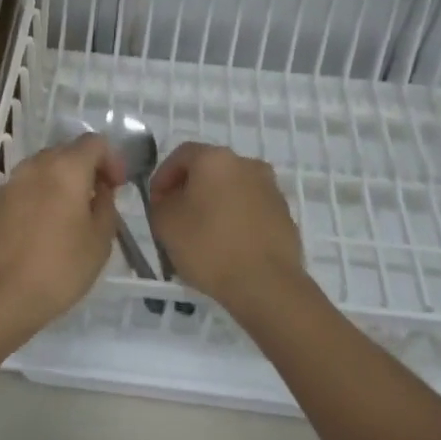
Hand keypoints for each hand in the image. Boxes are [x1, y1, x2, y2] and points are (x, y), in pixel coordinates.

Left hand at [0, 133, 124, 334]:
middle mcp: (35, 166)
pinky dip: (42, 194)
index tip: (117, 187)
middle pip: (67, 151)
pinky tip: (47, 226)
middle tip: (99, 199)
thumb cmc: (60, 268)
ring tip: (73, 214)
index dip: (112, 160)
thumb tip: (100, 190)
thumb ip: (106, 206)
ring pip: (44, 168)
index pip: (94, 142)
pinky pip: (27, 186)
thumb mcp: (100, 241)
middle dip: (87, 168)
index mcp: (65, 168)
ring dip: (63, 181)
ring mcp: (11, 182)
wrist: (1, 296)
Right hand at [149, 142, 305, 304]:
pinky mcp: (284, 215)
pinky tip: (226, 247)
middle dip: (189, 190)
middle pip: (209, 171)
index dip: (163, 176)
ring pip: (231, 190)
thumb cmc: (208, 246)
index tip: (156, 203)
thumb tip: (171, 199)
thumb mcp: (165, 223)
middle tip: (175, 217)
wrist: (266, 284)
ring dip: (214, 205)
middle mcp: (247, 164)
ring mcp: (270, 189)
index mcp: (216, 159)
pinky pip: (250, 210)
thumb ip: (161, 202)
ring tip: (201, 236)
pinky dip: (235, 220)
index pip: (181, 155)